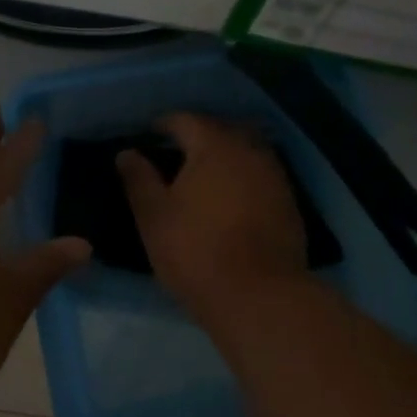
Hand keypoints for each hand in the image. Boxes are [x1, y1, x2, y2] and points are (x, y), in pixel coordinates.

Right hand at [117, 113, 310, 319]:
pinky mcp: (290, 204)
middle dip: (198, 136)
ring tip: (202, 176)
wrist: (259, 296)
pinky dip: (243, 179)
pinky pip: (261, 177)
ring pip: (246, 153)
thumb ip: (139, 180)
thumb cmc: (196, 251)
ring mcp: (276, 177)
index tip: (149, 134)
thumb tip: (126, 152)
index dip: (164, 124)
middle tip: (175, 152)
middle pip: (221, 131)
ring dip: (224, 157)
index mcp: (215, 146)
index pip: (186, 120)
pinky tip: (230, 199)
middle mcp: (250, 151)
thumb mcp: (154, 217)